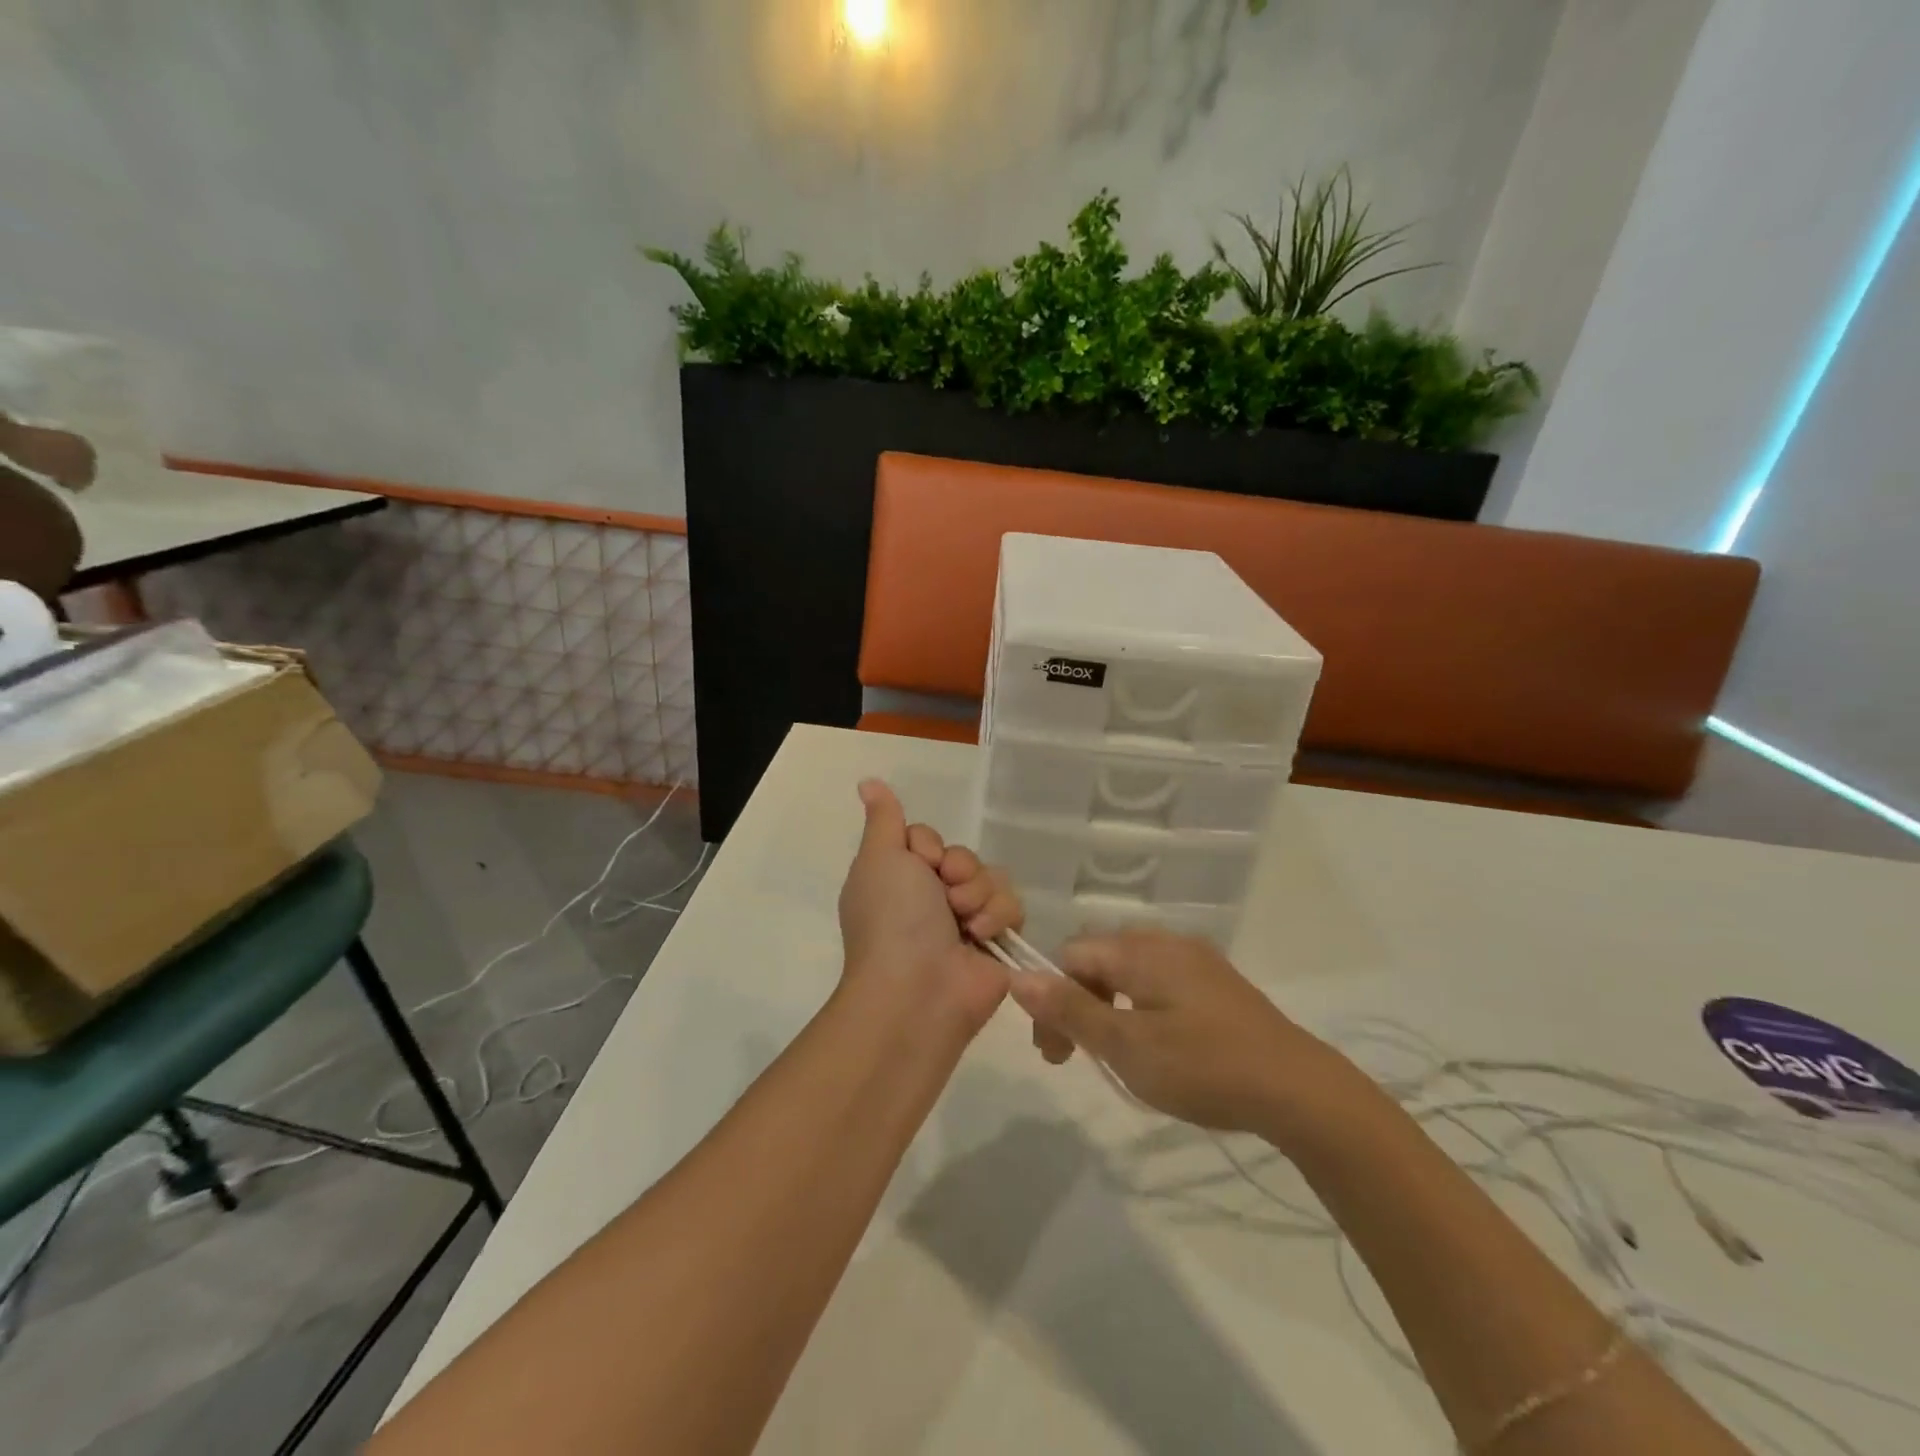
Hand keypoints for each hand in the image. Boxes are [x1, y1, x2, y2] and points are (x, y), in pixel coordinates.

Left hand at [837, 780, 1022, 1033]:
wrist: (920, 989)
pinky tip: (981, 936)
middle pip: (964, 856)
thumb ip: (884, 820)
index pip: (929, 839)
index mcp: (899, 879)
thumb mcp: (880, 858)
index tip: (922, 862)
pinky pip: (1013, 904)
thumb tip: (867, 781)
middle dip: (959, 869)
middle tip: (945, 894)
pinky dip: (998, 916)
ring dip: (979, 893)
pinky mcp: (997, 941)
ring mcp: (965, 921)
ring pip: (992, 876)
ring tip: (964, 922)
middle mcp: (930, 898)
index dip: (930, 846)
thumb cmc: (893, 919)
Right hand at [1007, 929, 1362, 1140]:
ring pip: (1129, 972)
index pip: (1071, 956)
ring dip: (1108, 1008)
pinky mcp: (1217, 983)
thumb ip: (1071, 1009)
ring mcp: (1195, 960)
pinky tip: (1158, 1046)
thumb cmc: (1204, 1067)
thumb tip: (1018, 976)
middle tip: (1077, 1059)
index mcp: (1140, 950)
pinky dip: (1140, 1009)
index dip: (1052, 999)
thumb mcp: (1127, 1045)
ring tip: (1116, 1056)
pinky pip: (1160, 982)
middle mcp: (1165, 942)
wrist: (1298, 1089)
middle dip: (1078, 1004)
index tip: (1056, 1054)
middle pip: (1099, 960)